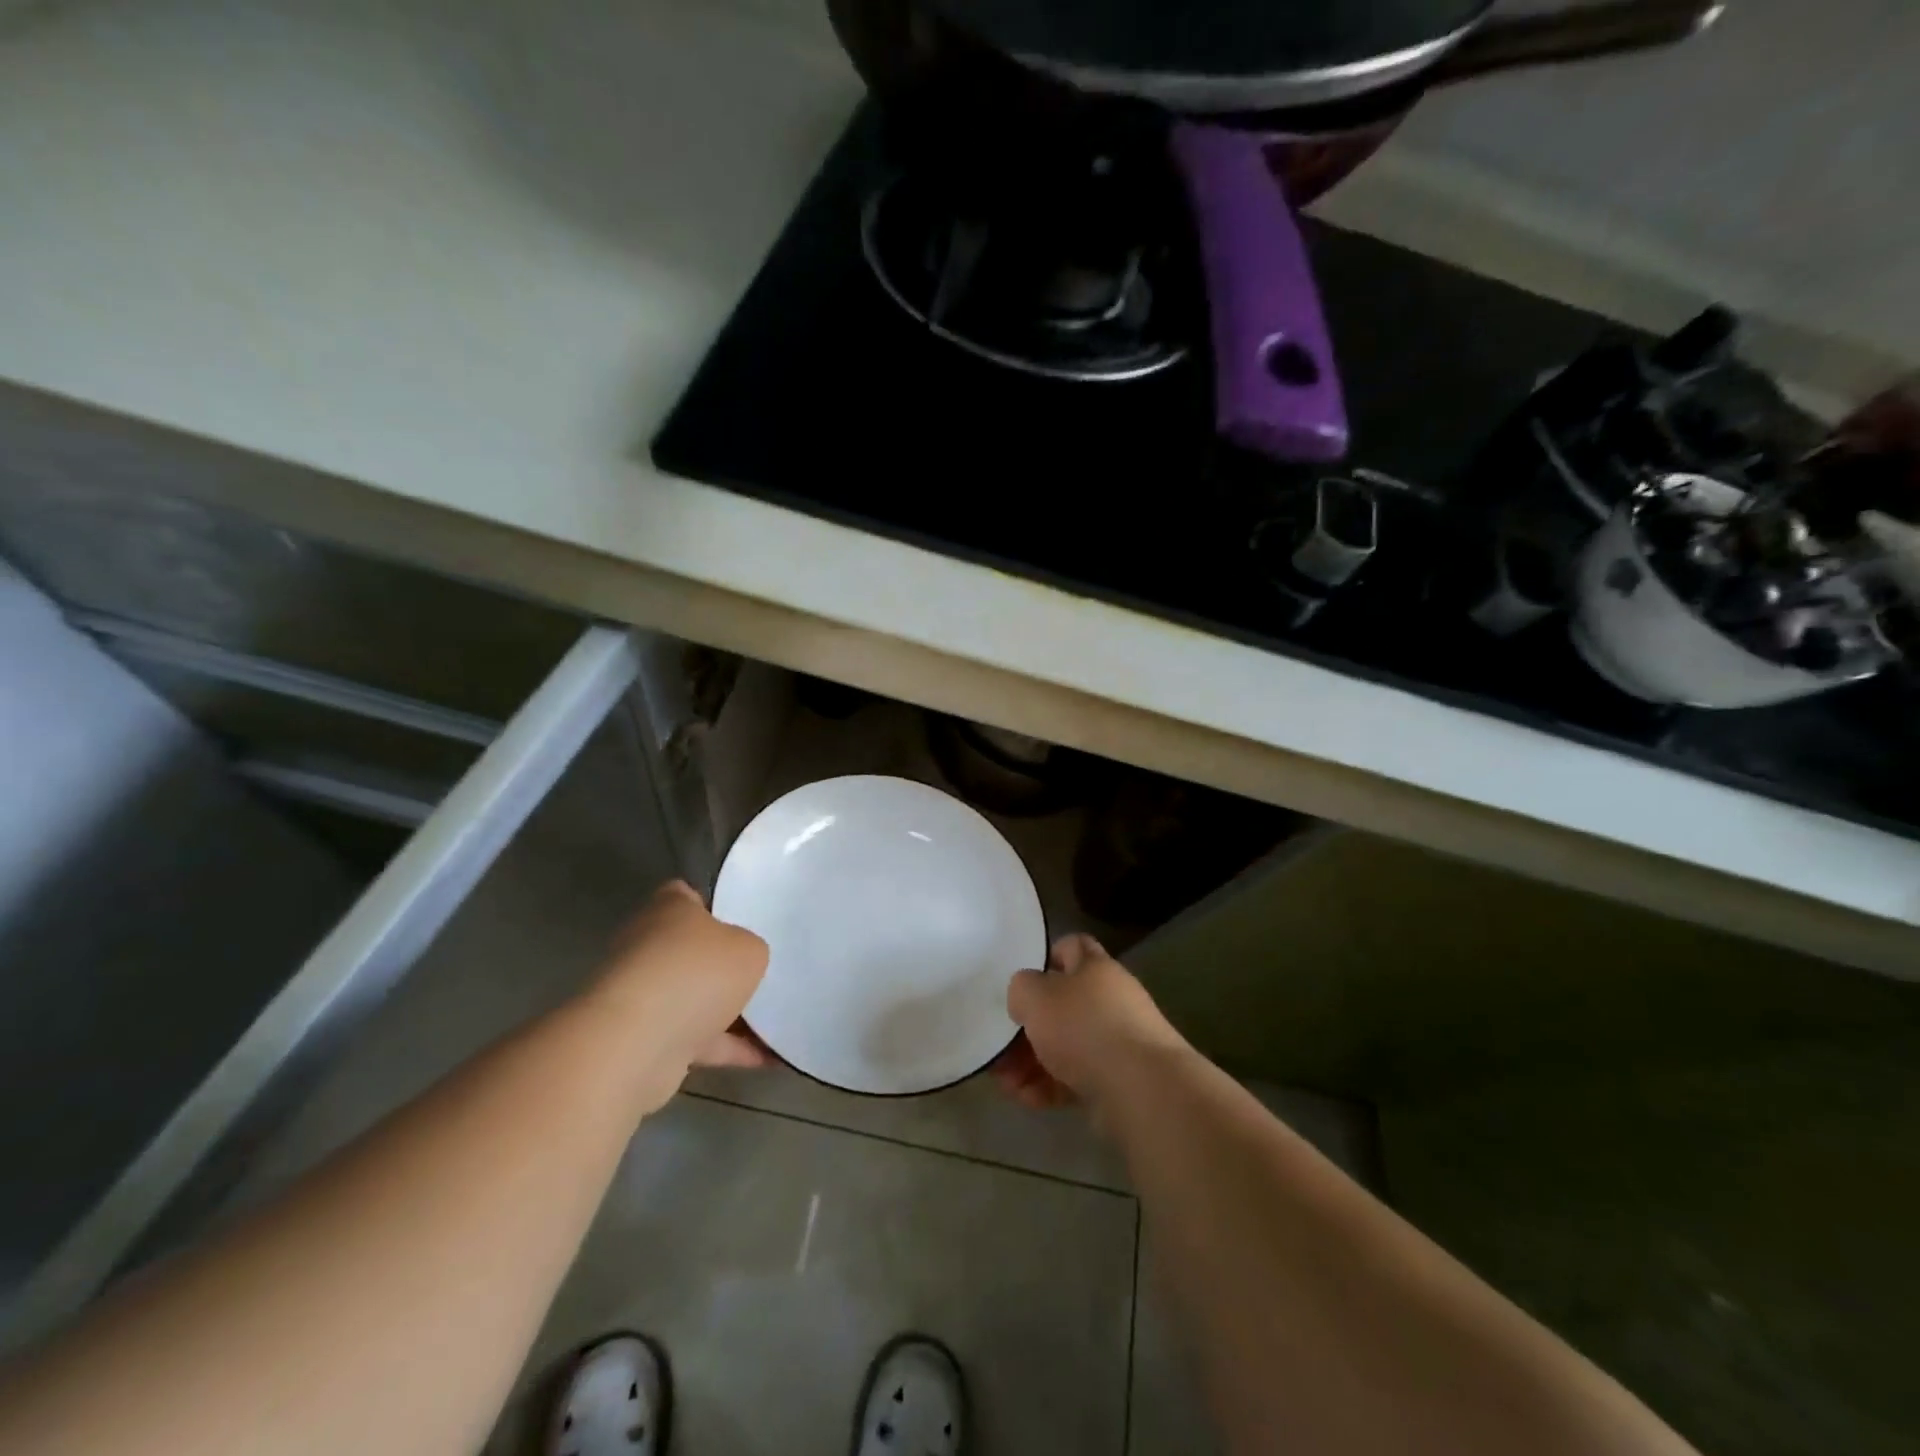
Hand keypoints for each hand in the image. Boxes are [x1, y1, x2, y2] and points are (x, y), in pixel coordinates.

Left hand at [591, 880, 770, 1105]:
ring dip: (730, 1012)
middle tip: (765, 970)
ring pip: (694, 998)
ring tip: (779, 1019)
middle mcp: (648, 947)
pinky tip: (771, 1058)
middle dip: (724, 964)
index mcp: (668, 909)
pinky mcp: (645, 1040)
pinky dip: (730, 1050)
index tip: (745, 921)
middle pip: (692, 950)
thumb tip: (741, 961)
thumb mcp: (748, 949)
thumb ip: (750, 949)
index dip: (716, 907)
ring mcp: (643, 996)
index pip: (687, 897)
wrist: (636, 1045)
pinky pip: (698, 1040)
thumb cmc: (696, 973)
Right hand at [994, 933, 1188, 1114]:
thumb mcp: (1035, 995)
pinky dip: (1050, 1087)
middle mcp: (1110, 1000)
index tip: (1022, 981)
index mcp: (1096, 968)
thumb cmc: (1084, 1027)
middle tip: (1001, 1045)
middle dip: (1029, 1026)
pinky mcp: (1118, 1081)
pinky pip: (1075, 1079)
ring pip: (1065, 1046)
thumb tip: (1026, 999)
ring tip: (1006, 1081)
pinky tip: (1026, 1098)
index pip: (1072, 947)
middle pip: (1063, 1005)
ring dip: (1031, 1062)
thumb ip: (1021, 988)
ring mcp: (1117, 1043)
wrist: (1141, 1089)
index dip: (1047, 957)